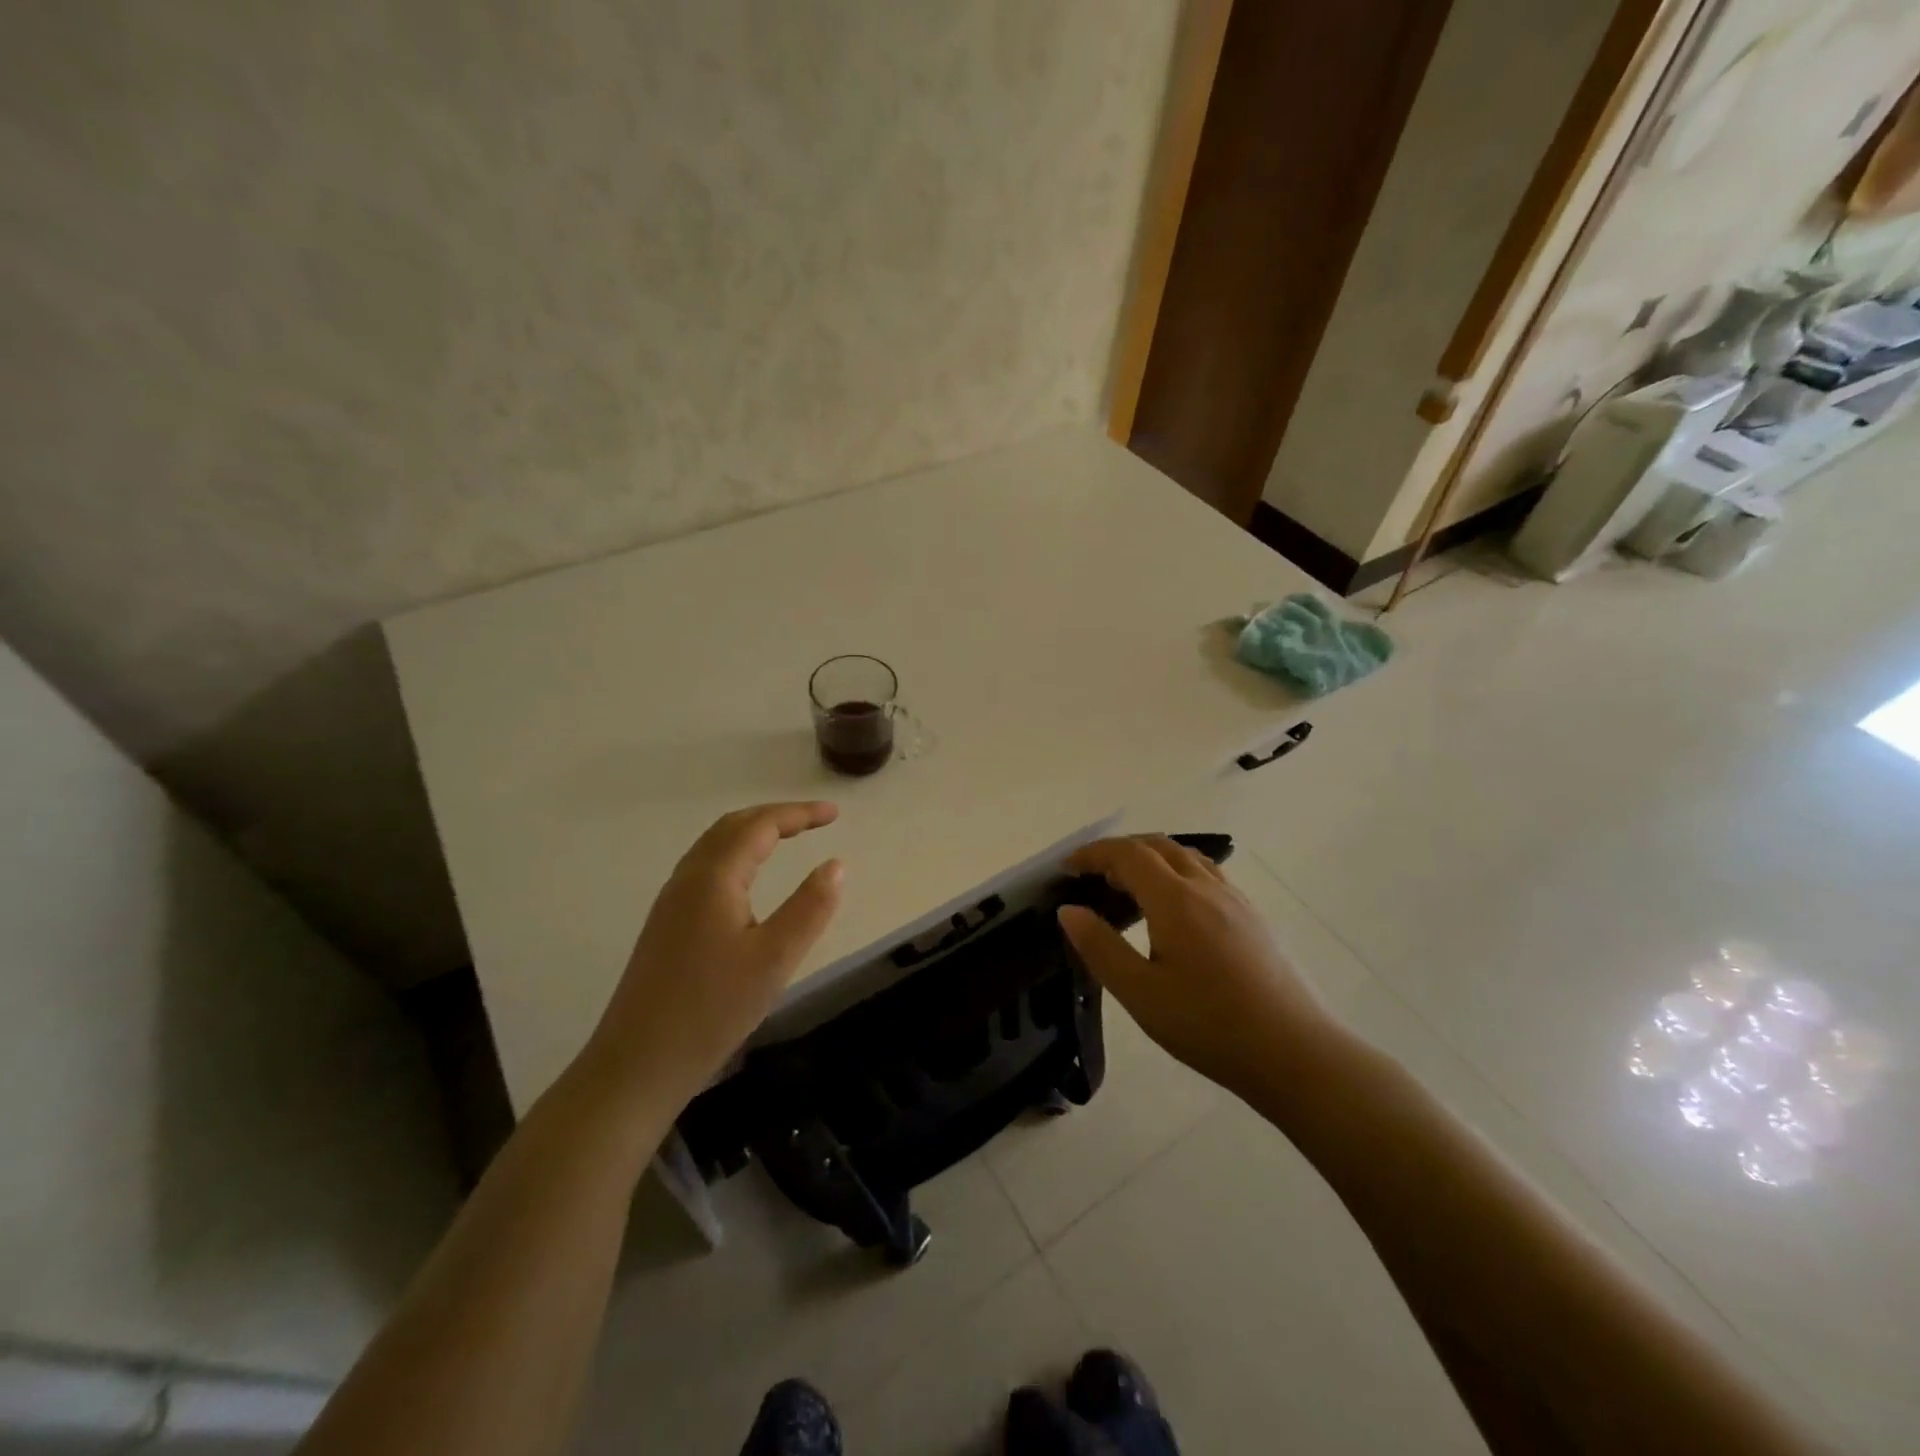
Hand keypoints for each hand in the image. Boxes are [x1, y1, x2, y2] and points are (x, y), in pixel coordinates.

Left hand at [578, 802, 843, 1106]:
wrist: (638, 1064)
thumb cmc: (712, 1009)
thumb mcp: (775, 959)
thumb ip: (810, 907)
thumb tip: (836, 864)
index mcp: (713, 878)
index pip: (760, 826)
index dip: (799, 814)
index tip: (835, 814)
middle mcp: (687, 879)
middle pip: (732, 826)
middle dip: (775, 816)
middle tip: (815, 820)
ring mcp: (671, 902)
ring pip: (714, 846)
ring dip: (752, 832)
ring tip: (786, 837)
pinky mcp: (666, 925)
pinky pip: (705, 868)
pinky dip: (735, 854)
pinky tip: (747, 879)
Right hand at [1057, 837, 1334, 1097]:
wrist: (1295, 1053)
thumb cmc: (1209, 1026)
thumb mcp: (1141, 994)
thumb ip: (1101, 947)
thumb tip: (1069, 910)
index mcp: (1175, 900)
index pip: (1127, 854)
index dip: (1094, 853)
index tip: (1067, 867)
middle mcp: (1206, 887)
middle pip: (1158, 846)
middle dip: (1120, 851)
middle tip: (1093, 875)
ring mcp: (1236, 900)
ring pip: (1186, 857)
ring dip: (1151, 857)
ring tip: (1129, 886)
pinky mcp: (1253, 917)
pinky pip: (1208, 874)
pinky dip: (1178, 871)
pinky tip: (1175, 906)